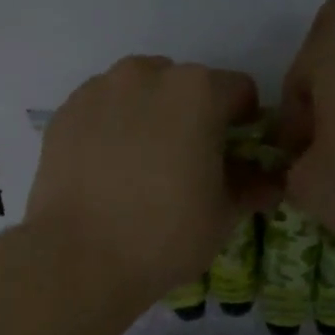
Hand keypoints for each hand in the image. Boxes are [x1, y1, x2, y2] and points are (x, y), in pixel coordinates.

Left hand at [27, 57, 280, 300]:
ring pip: (138, 93)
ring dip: (148, 116)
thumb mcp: (222, 215)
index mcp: (198, 91)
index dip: (244, 123)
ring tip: (140, 166)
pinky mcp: (65, 113)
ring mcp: (99, 90)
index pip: (239, 92)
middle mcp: (147, 75)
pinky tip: (106, 170)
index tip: (234, 155)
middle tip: (184, 164)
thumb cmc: (165, 236)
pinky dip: (110, 128)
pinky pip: (101, 110)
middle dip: (192, 116)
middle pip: (185, 86)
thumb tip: (270, 182)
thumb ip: (251, 186)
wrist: (79, 259)